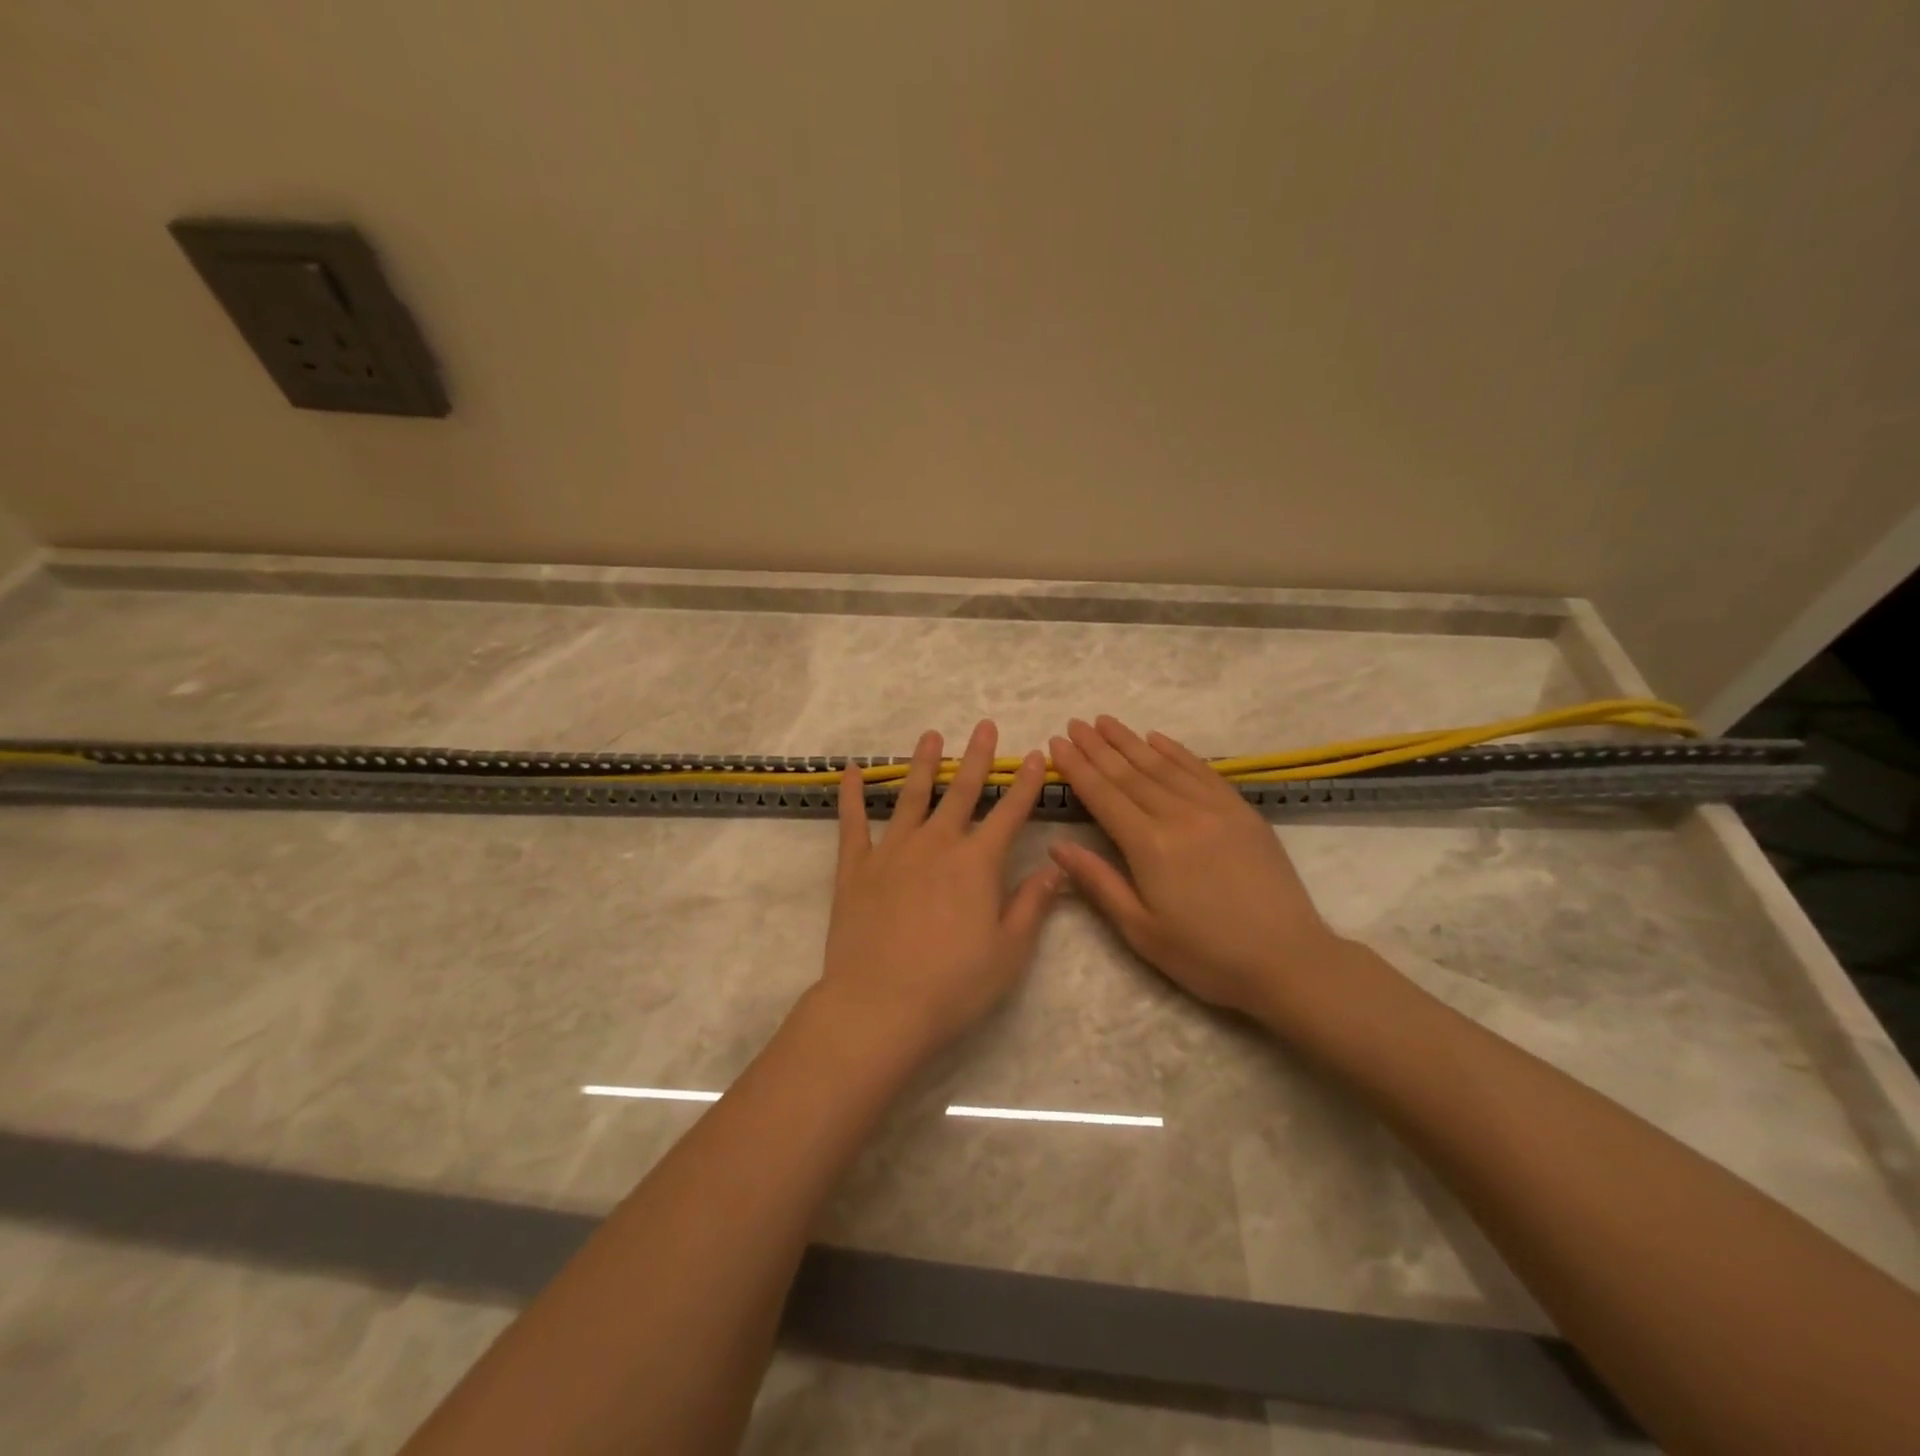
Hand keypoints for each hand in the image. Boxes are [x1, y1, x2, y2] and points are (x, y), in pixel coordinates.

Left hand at [817, 720, 1062, 1059]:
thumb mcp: (1009, 951)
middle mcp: (936, 845)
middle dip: (976, 757)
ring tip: (931, 736)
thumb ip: (1032, 903)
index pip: (1009, 813)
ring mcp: (892, 852)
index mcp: (977, 863)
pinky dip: (852, 794)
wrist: (879, 1006)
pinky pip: (852, 822)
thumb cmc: (953, 985)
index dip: (1025, 784)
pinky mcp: (855, 868)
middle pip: (961, 792)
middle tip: (984, 726)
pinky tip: (853, 771)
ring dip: (922, 764)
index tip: (1036, 755)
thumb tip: (1056, 866)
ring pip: (910, 796)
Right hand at [1047, 716, 1350, 1023]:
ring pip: (1163, 765)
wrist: (1289, 960)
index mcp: (1150, 846)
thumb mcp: (1141, 931)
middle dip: (1098, 747)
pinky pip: (1201, 771)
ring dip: (1131, 741)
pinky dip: (1176, 751)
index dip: (1078, 767)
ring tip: (1106, 722)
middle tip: (1075, 723)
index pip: (1103, 795)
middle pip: (1129, 773)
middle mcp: (1180, 815)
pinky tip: (1158, 738)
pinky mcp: (1242, 811)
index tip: (1057, 743)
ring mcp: (1215, 808)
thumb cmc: (1206, 956)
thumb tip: (1057, 846)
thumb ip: (1098, 883)